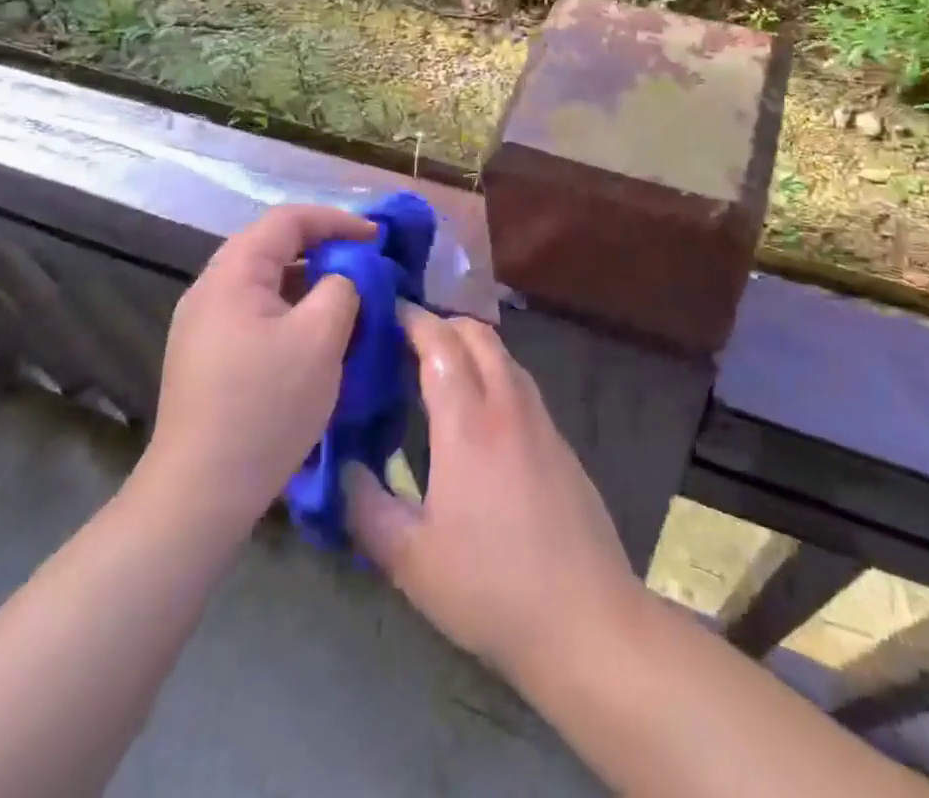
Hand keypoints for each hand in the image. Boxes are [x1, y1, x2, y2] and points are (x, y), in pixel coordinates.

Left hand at [133, 203, 375, 535]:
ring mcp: (204, 326)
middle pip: (274, 248)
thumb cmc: (265, 406)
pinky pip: (258, 314)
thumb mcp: (320, 338)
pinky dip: (293, 311)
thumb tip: (346, 276)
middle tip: (366, 266)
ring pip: (267, 284)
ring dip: (310, 284)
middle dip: (325, 250)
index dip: (337, 220)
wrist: (200, 493)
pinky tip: (317, 338)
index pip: (288, 220)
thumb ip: (342, 288)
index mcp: (232, 274)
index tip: (377, 238)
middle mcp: (210, 290)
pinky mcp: (208, 357)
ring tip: (349, 301)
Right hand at [344, 306, 646, 686]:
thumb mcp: (410, 559)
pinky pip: (521, 383)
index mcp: (467, 423)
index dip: (411, 320)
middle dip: (441, 322)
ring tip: (440, 365)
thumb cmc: (489, 587)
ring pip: (504, 355)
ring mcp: (540, 420)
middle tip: (407, 337)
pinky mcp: (560, 441)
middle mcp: (507, 405)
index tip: (385, 312)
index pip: (438, 343)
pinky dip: (494, 372)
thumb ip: (366, 507)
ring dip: (471, 344)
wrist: (585, 618)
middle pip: (477, 334)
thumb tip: (344, 467)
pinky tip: (480, 409)